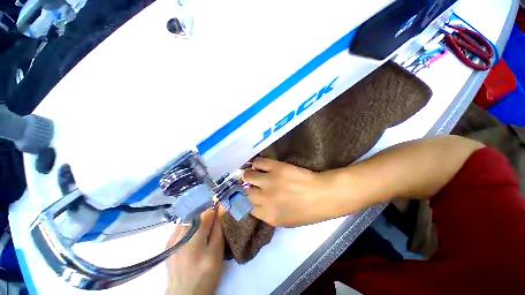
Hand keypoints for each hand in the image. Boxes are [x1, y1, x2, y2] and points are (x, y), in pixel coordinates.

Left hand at [165, 209, 223, 294]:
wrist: (185, 294)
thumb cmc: (206, 274)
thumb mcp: (217, 252)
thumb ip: (218, 229)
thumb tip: (221, 208)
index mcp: (194, 239)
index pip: (206, 213)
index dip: (215, 210)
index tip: (221, 212)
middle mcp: (180, 236)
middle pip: (196, 214)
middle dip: (206, 214)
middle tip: (213, 223)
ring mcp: (171, 239)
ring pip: (188, 219)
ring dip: (197, 219)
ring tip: (204, 227)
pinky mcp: (168, 244)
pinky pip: (180, 226)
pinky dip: (189, 225)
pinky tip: (193, 233)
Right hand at [242, 157, 332, 226]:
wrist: (322, 194)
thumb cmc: (307, 211)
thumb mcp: (285, 221)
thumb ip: (267, 214)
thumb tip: (255, 205)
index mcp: (267, 215)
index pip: (245, 207)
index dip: (244, 201)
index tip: (245, 196)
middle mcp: (265, 198)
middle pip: (245, 192)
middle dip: (246, 188)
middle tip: (250, 184)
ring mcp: (269, 181)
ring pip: (248, 175)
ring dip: (248, 175)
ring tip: (253, 173)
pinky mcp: (276, 167)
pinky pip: (259, 162)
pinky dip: (257, 163)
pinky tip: (260, 165)